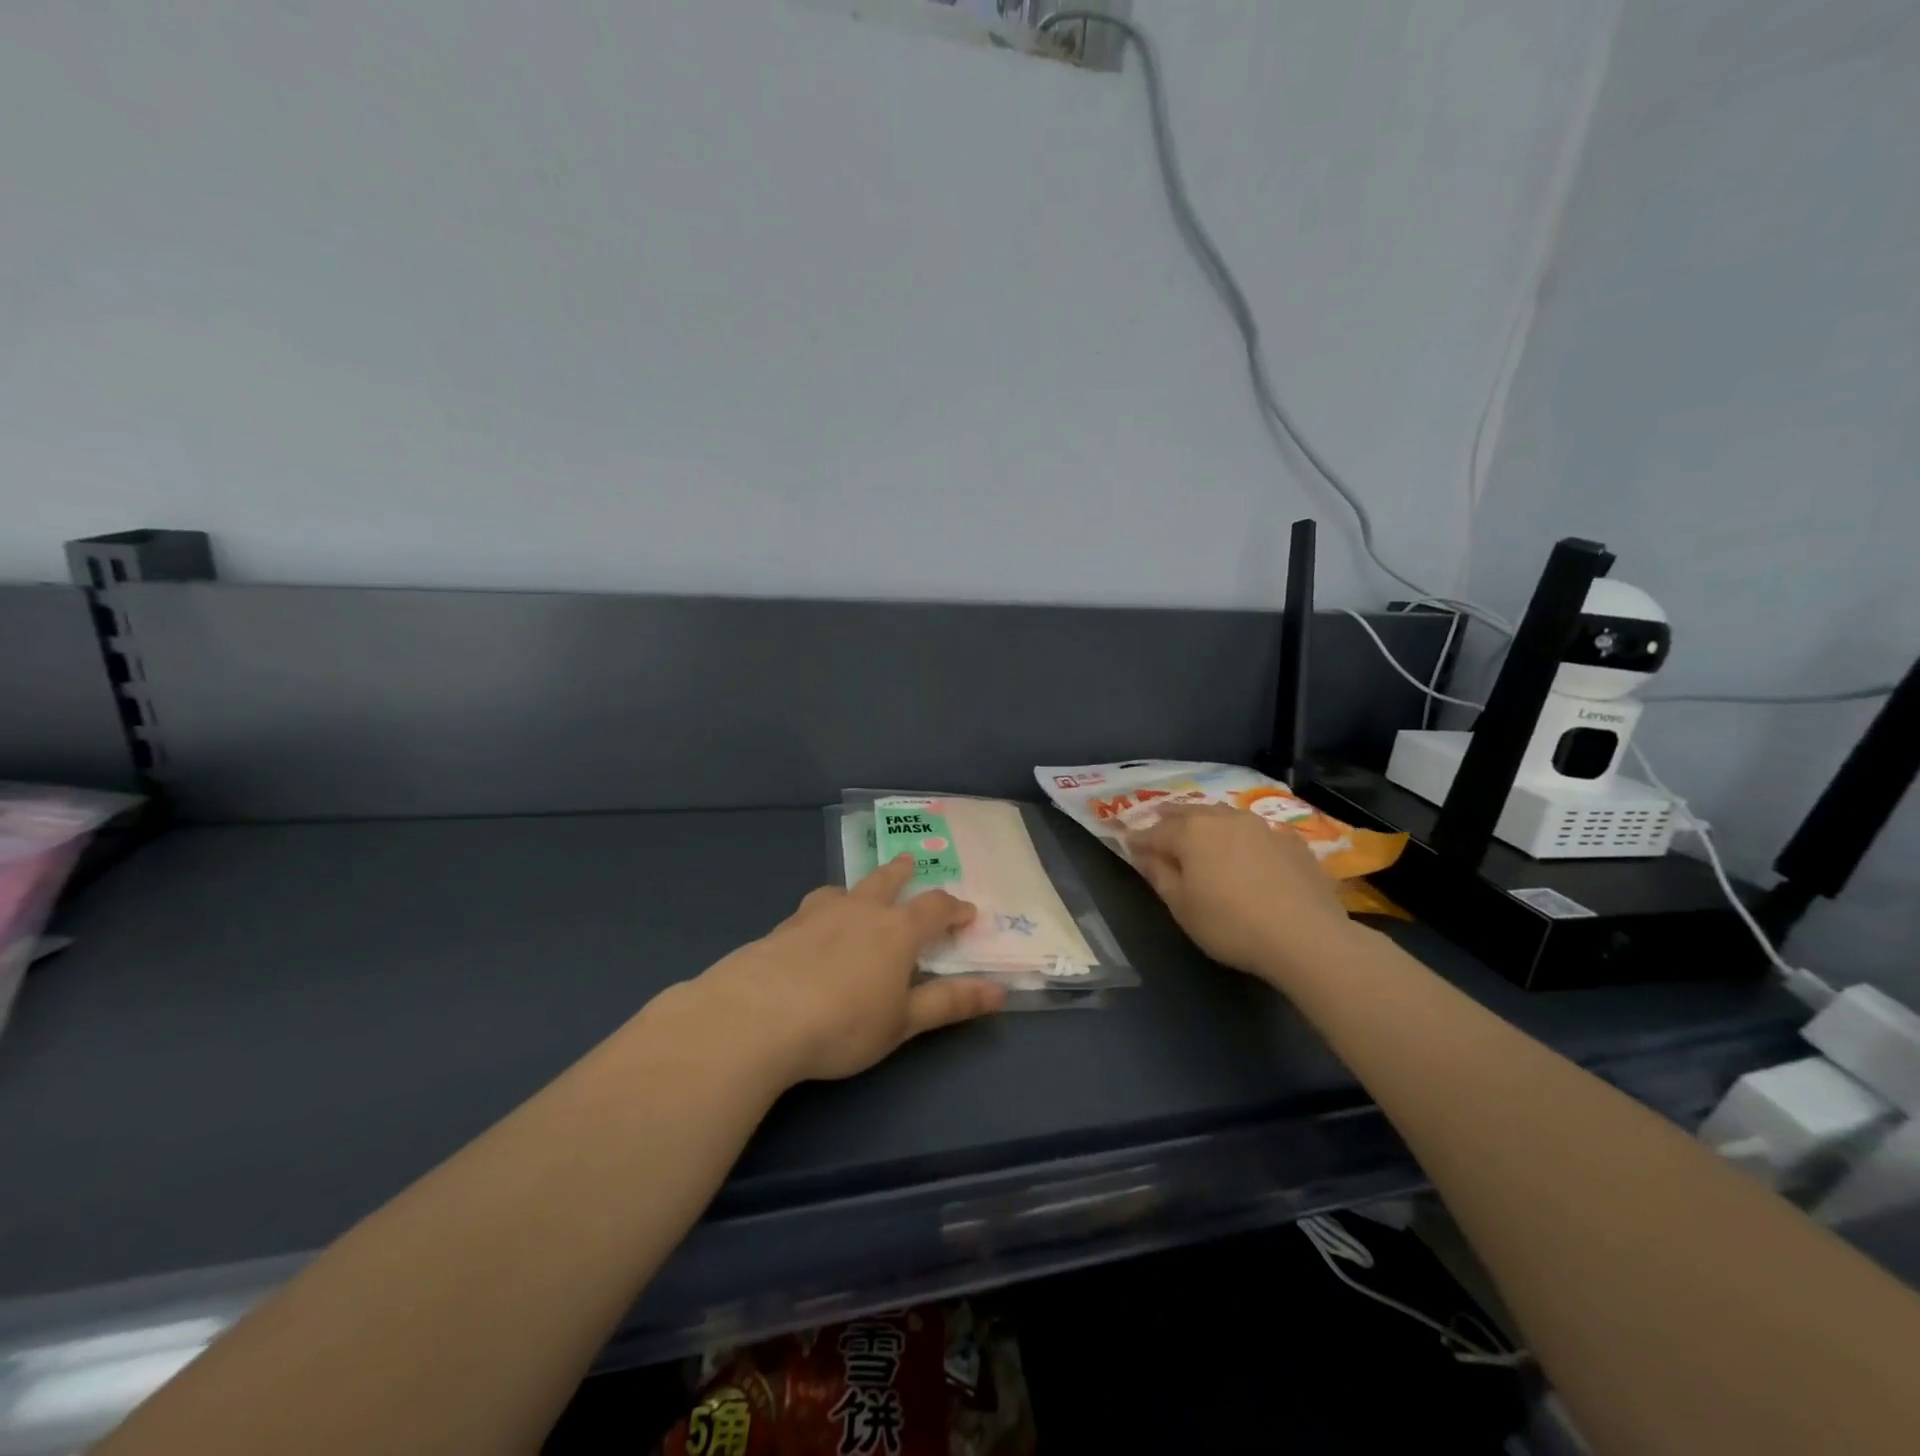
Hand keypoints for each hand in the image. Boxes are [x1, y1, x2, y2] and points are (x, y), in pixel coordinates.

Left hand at [696, 855, 1006, 1083]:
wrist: (757, 1017)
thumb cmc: (844, 1023)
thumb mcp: (903, 1021)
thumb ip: (950, 1003)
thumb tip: (1000, 991)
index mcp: (897, 929)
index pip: (935, 907)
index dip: (954, 909)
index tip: (967, 913)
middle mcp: (860, 909)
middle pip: (887, 880)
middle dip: (903, 873)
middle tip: (911, 864)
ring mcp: (817, 913)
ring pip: (844, 888)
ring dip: (859, 888)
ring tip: (858, 894)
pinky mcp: (782, 928)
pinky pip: (811, 909)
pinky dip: (823, 912)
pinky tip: (812, 932)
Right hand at [1126, 803, 1355, 983]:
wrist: (1306, 937)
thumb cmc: (1230, 924)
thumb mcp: (1182, 907)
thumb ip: (1159, 875)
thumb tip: (1143, 854)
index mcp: (1191, 833)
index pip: (1155, 832)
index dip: (1139, 840)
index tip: (1128, 845)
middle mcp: (1224, 819)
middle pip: (1189, 813)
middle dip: (1171, 818)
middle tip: (1159, 821)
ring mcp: (1262, 827)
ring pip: (1225, 816)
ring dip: (1207, 821)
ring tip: (1201, 830)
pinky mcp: (1292, 842)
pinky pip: (1258, 832)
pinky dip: (1243, 837)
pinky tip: (1247, 850)